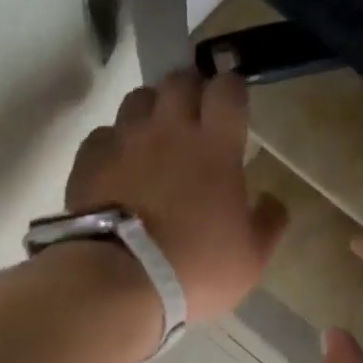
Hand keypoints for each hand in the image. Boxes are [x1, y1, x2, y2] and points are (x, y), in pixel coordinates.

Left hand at [66, 70, 287, 324]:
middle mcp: (169, 130)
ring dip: (152, 109)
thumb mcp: (250, 259)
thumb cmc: (196, 268)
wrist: (120, 282)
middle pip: (179, 81)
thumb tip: (273, 201)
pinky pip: (104, 134)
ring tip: (156, 135)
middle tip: (196, 114)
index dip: (232, 90)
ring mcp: (125, 141)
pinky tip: (120, 164)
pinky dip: (115, 142)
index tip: (234, 104)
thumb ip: (268, 223)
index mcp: (215, 146)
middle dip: (191, 89)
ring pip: (138, 98)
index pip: (227, 90)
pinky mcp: (89, 160)